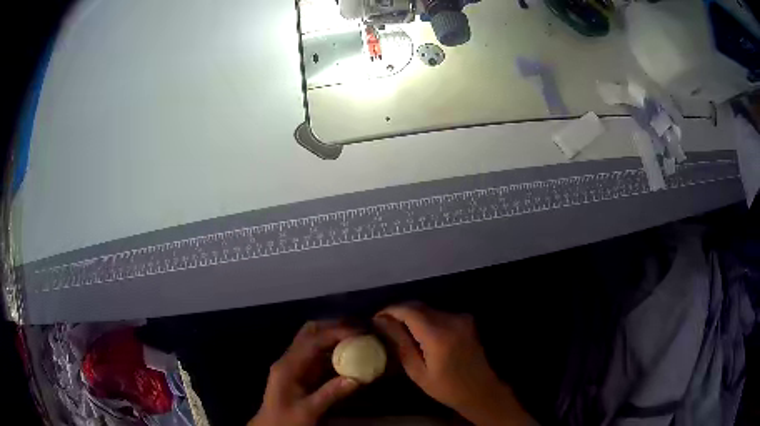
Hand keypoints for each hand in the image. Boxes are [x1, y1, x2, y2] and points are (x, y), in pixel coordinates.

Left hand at [248, 321, 360, 425]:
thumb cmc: (285, 421)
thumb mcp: (308, 411)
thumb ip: (330, 394)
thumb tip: (356, 378)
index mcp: (288, 366)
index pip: (312, 341)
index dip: (335, 333)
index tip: (359, 334)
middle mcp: (289, 360)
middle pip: (310, 332)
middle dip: (334, 328)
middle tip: (359, 332)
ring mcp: (294, 365)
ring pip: (314, 341)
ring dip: (334, 338)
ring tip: (358, 341)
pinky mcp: (300, 373)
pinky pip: (318, 356)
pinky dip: (333, 352)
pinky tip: (349, 357)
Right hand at [374, 303, 532, 425]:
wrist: (480, 389)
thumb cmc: (446, 387)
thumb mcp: (417, 371)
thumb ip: (400, 343)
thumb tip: (381, 322)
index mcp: (438, 334)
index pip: (409, 310)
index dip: (389, 310)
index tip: (375, 319)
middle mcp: (451, 319)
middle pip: (418, 306)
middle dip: (398, 312)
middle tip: (383, 325)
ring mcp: (461, 318)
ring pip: (428, 309)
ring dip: (411, 316)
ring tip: (398, 331)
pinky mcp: (466, 320)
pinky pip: (439, 314)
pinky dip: (425, 319)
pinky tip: (418, 334)